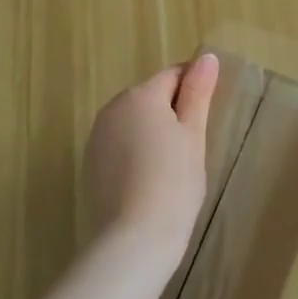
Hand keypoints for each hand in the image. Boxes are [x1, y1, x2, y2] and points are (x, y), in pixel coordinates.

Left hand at [83, 54, 217, 265]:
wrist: (132, 242)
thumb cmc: (173, 184)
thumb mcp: (193, 136)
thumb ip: (198, 93)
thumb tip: (206, 56)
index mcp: (140, 95)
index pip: (173, 75)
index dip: (194, 90)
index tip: (207, 117)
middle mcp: (113, 108)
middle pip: (151, 98)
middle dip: (172, 113)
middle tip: (193, 149)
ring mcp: (97, 137)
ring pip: (134, 123)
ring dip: (153, 134)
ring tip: (172, 169)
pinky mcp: (90, 165)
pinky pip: (120, 146)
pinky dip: (136, 155)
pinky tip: (149, 183)